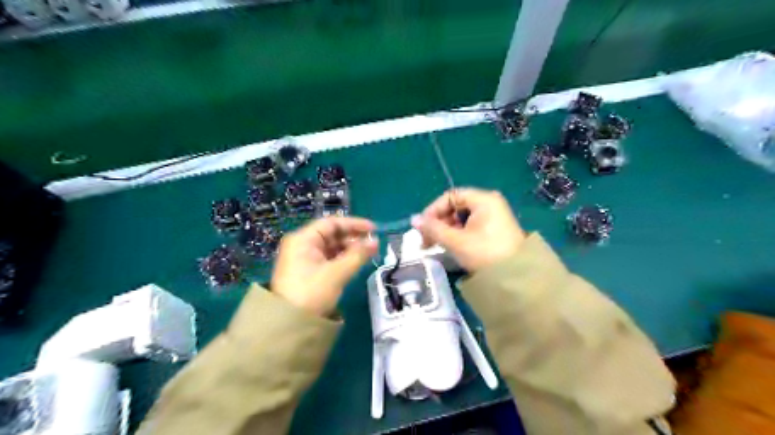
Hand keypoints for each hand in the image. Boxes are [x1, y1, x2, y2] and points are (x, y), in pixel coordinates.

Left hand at [272, 218, 378, 315]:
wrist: (289, 325)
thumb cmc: (312, 293)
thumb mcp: (337, 273)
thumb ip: (358, 255)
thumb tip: (376, 242)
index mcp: (303, 239)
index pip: (331, 223)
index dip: (354, 224)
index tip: (373, 230)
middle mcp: (302, 245)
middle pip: (331, 234)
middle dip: (353, 238)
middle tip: (373, 245)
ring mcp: (304, 259)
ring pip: (331, 247)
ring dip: (349, 249)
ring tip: (367, 254)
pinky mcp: (308, 271)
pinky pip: (328, 259)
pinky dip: (342, 259)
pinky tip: (356, 263)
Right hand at [412, 189, 527, 273]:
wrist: (517, 278)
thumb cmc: (485, 254)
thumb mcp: (456, 241)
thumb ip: (433, 229)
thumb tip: (413, 220)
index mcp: (484, 200)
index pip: (450, 196)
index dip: (433, 210)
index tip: (422, 227)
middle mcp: (489, 203)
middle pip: (456, 206)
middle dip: (438, 222)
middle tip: (426, 240)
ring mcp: (493, 216)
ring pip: (461, 218)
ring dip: (446, 230)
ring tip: (436, 245)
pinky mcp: (494, 230)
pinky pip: (470, 226)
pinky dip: (457, 234)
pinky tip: (450, 246)